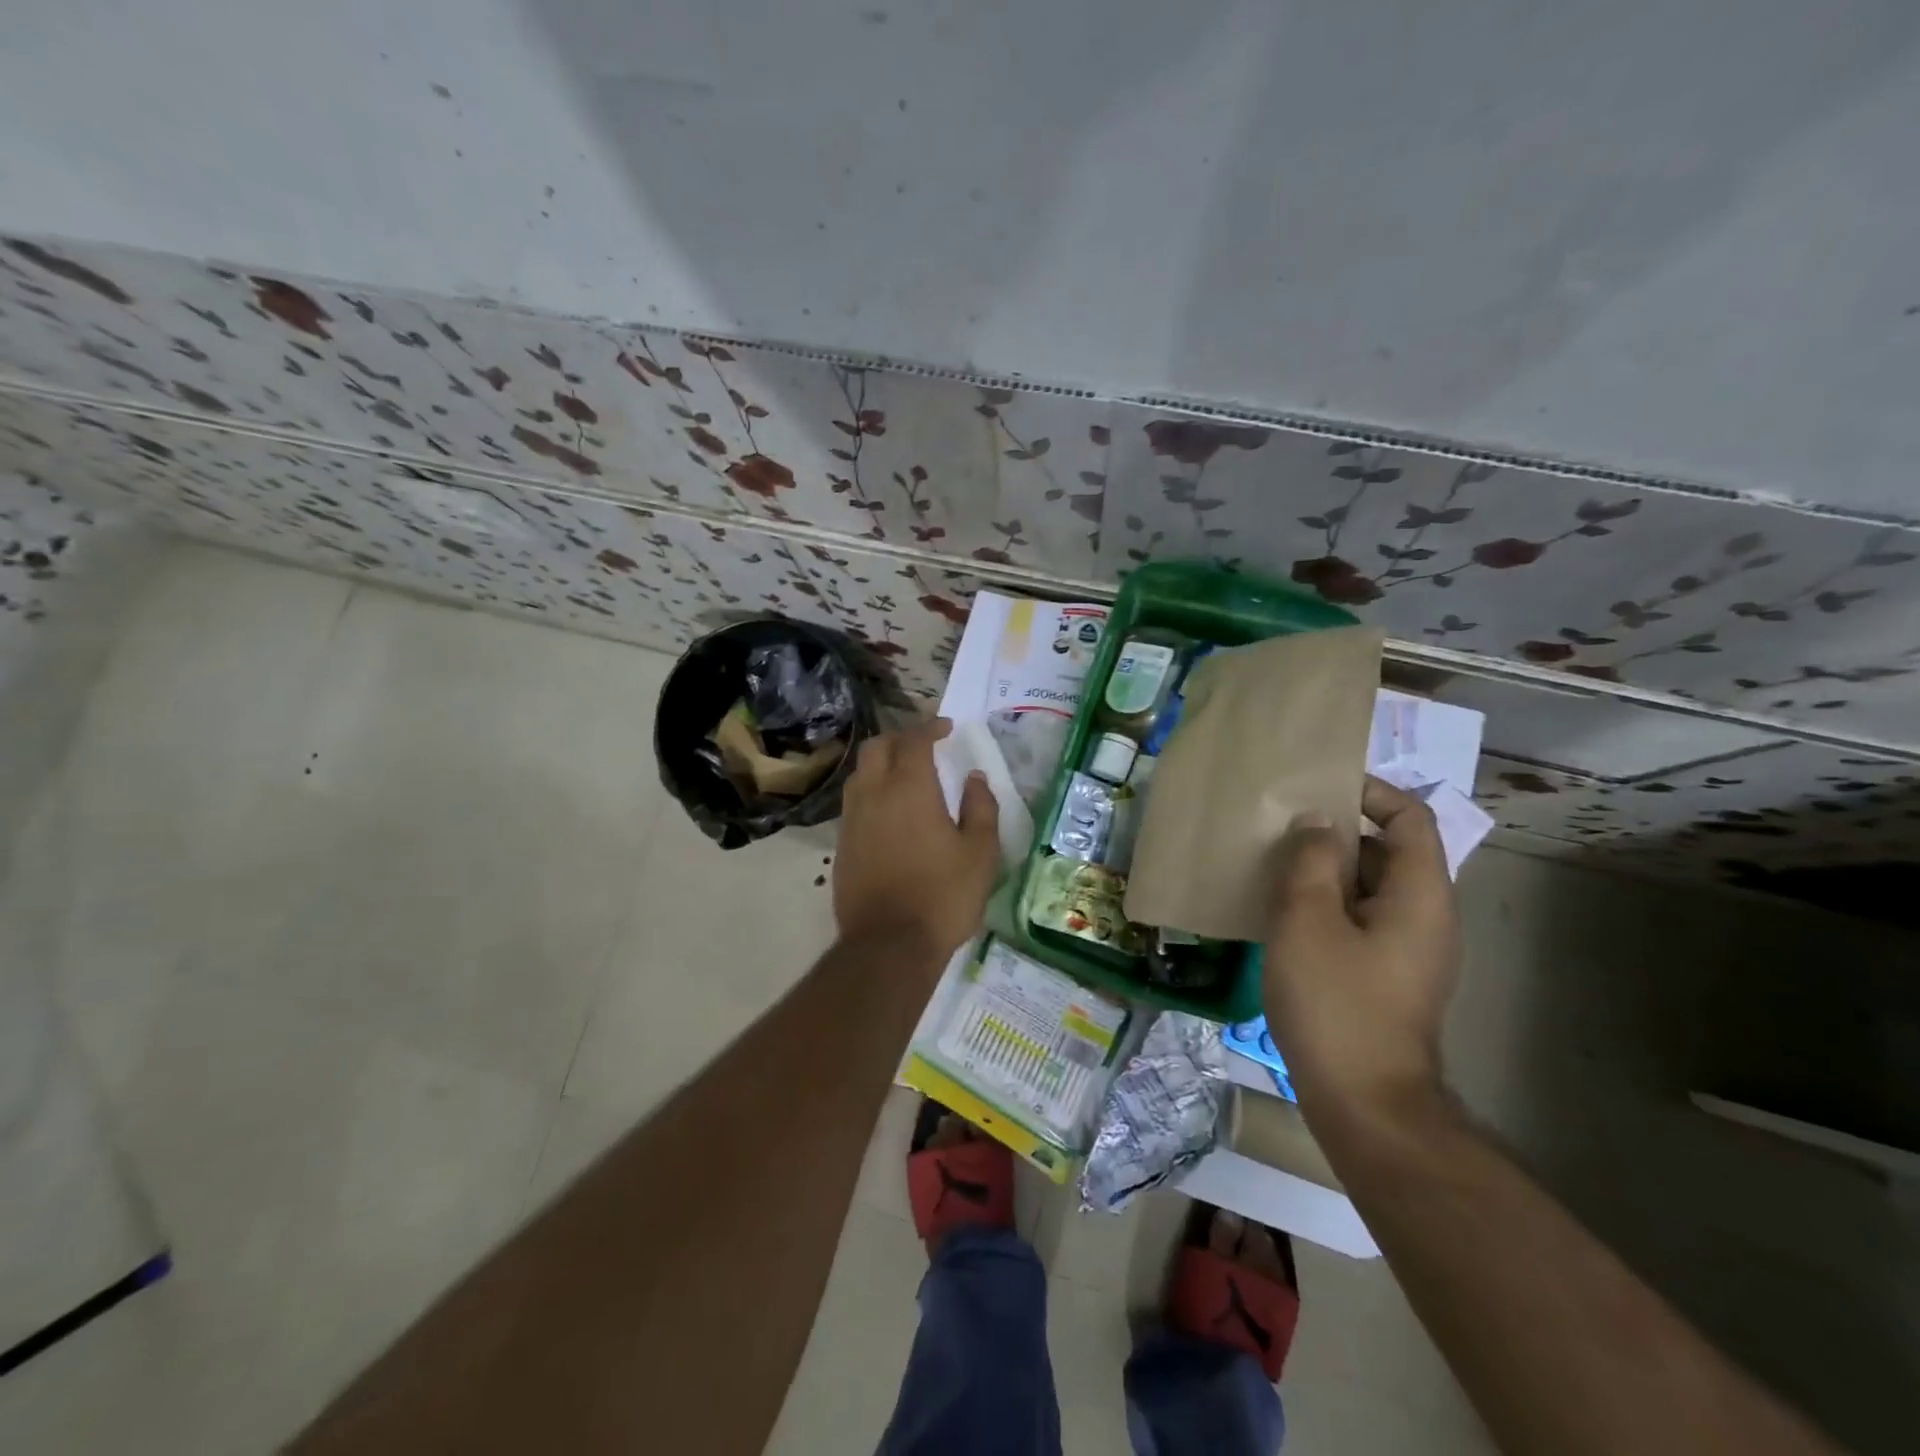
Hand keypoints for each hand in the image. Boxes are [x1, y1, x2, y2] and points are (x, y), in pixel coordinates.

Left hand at [834, 718, 998, 966]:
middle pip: (877, 748)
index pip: (914, 741)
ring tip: (904, 776)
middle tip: (923, 747)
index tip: (946, 728)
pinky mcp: (841, 846)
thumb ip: (981, 808)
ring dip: (881, 764)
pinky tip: (888, 813)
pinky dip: (871, 793)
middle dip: (900, 738)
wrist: (888, 946)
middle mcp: (873, 794)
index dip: (930, 728)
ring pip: (860, 774)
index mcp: (909, 789)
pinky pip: (854, 803)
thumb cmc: (943, 896)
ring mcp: (852, 820)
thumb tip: (975, 779)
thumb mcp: (980, 854)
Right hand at [1263, 776, 1460, 1126]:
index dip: (1370, 793)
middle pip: (1390, 852)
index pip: (1411, 818)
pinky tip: (1286, 918)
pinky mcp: (1391, 978)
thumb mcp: (1308, 920)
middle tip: (1283, 831)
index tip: (1318, 789)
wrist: (1366, 1103)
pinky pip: (1364, 921)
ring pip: (1372, 889)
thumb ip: (1310, 861)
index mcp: (1420, 894)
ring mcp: (1412, 951)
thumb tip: (1317, 823)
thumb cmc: (1336, 1003)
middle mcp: (1428, 916)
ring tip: (1275, 869)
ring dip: (1328, 873)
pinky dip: (1330, 906)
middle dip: (1338, 834)